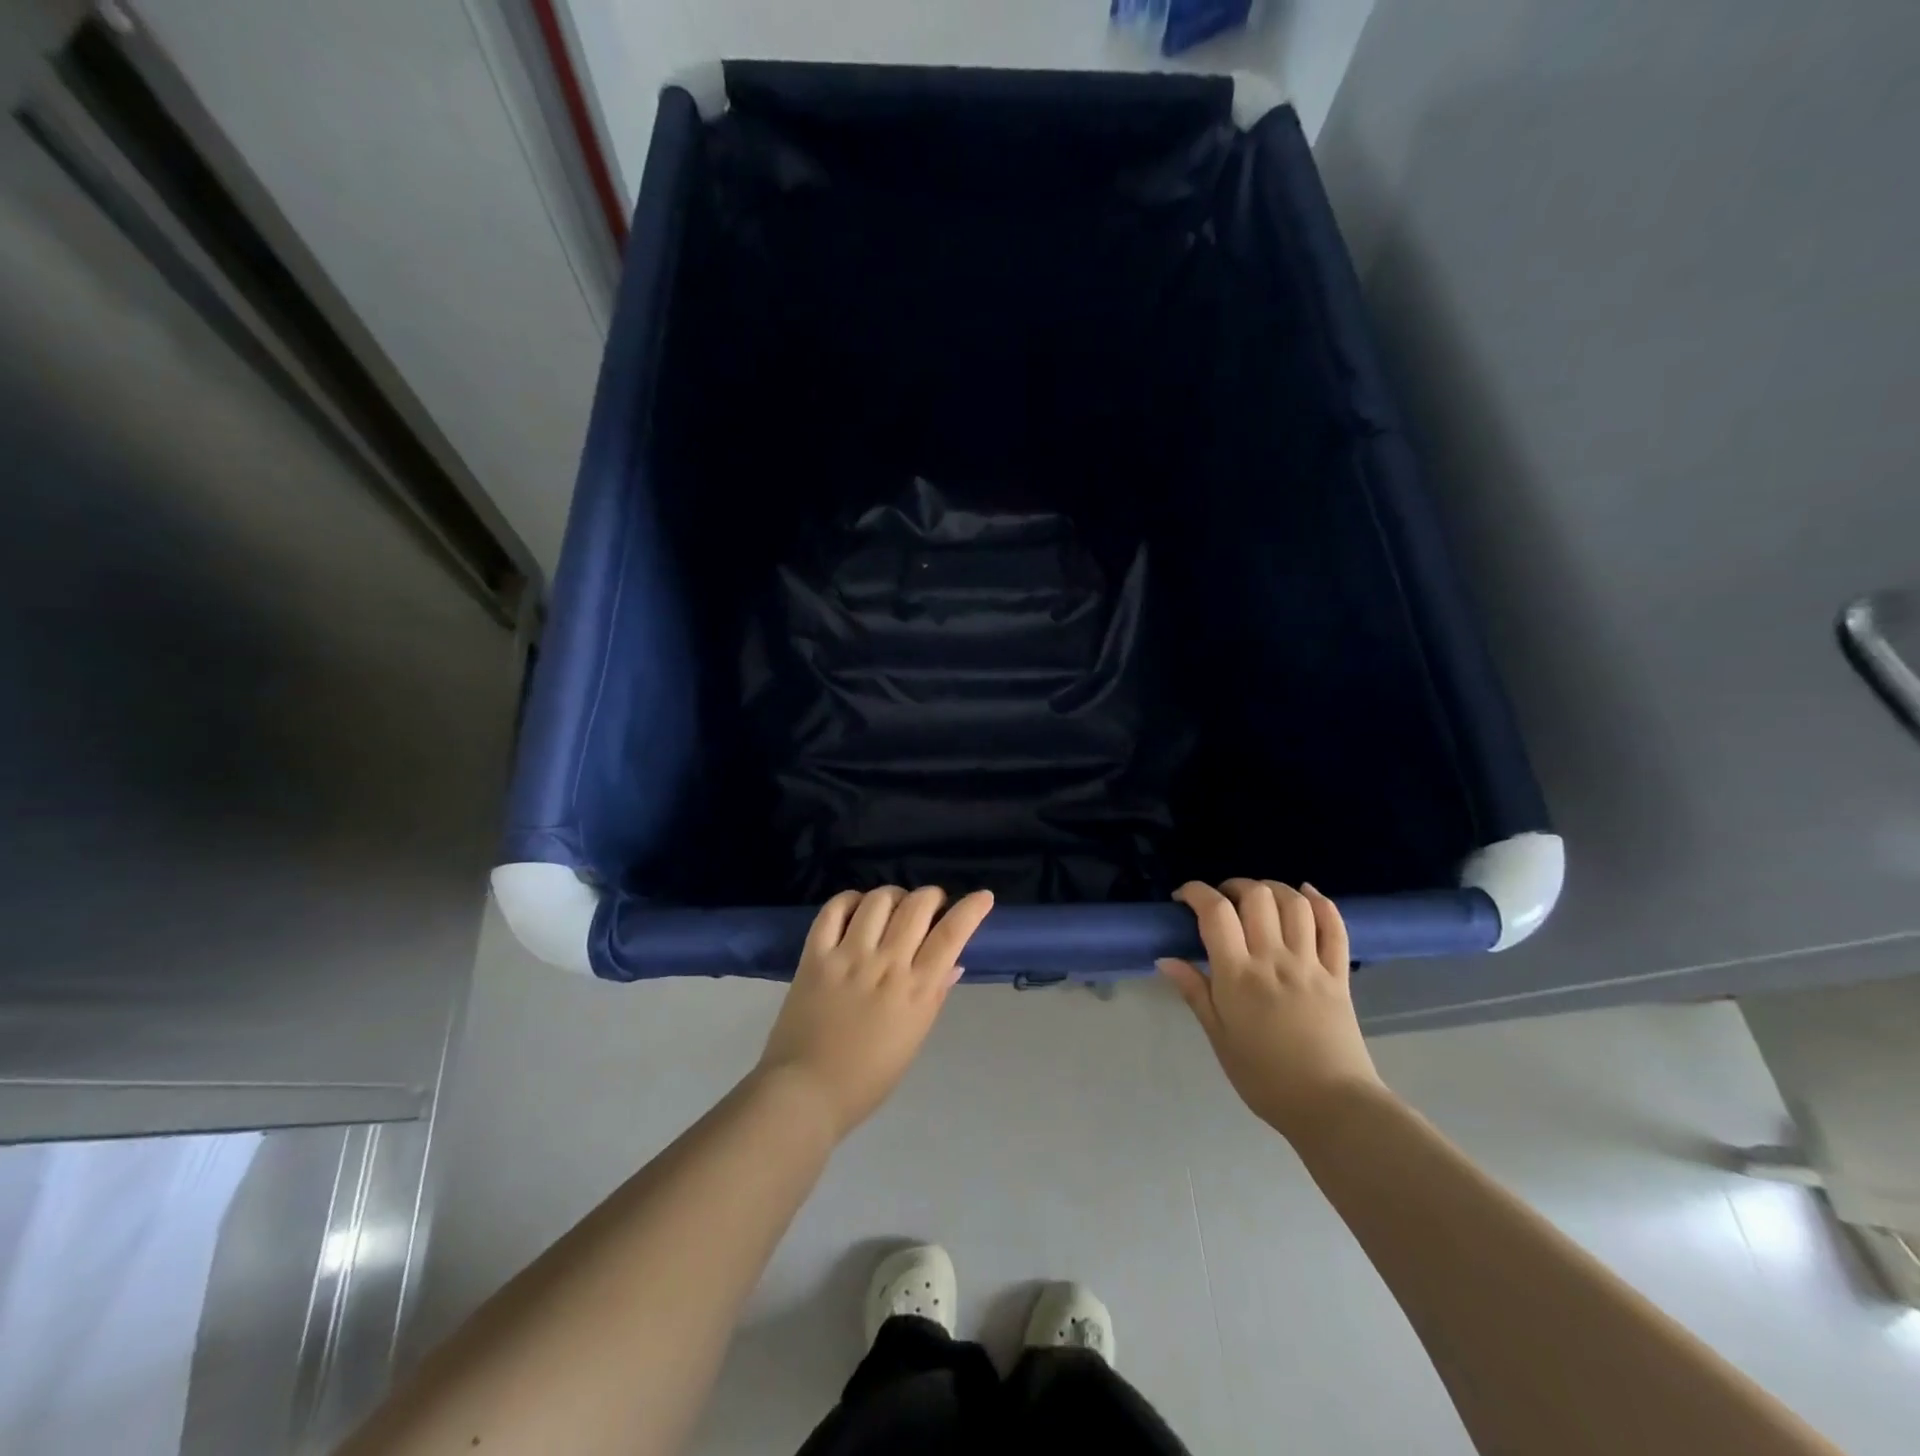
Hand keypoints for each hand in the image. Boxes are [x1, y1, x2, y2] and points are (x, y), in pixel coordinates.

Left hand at [758, 886, 993, 1138]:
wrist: (807, 1091)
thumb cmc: (869, 1076)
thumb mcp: (914, 1037)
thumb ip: (933, 995)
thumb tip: (952, 963)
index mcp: (916, 989)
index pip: (951, 934)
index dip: (971, 909)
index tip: (982, 896)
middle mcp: (886, 964)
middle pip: (917, 906)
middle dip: (931, 896)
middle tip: (930, 906)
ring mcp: (848, 956)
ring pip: (878, 900)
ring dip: (893, 895)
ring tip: (892, 906)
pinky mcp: (815, 955)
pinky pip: (834, 910)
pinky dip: (850, 900)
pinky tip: (856, 908)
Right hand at [1159, 880, 1385, 1140]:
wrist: (1331, 1106)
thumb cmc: (1264, 1077)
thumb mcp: (1218, 1037)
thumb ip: (1194, 992)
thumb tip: (1165, 959)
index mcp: (1238, 975)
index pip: (1215, 913)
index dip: (1196, 893)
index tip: (1183, 897)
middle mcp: (1274, 959)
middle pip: (1256, 897)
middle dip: (1234, 886)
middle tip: (1222, 901)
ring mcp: (1310, 964)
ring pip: (1294, 904)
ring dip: (1273, 888)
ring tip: (1258, 897)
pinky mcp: (1339, 975)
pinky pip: (1335, 928)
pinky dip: (1321, 903)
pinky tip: (1306, 894)